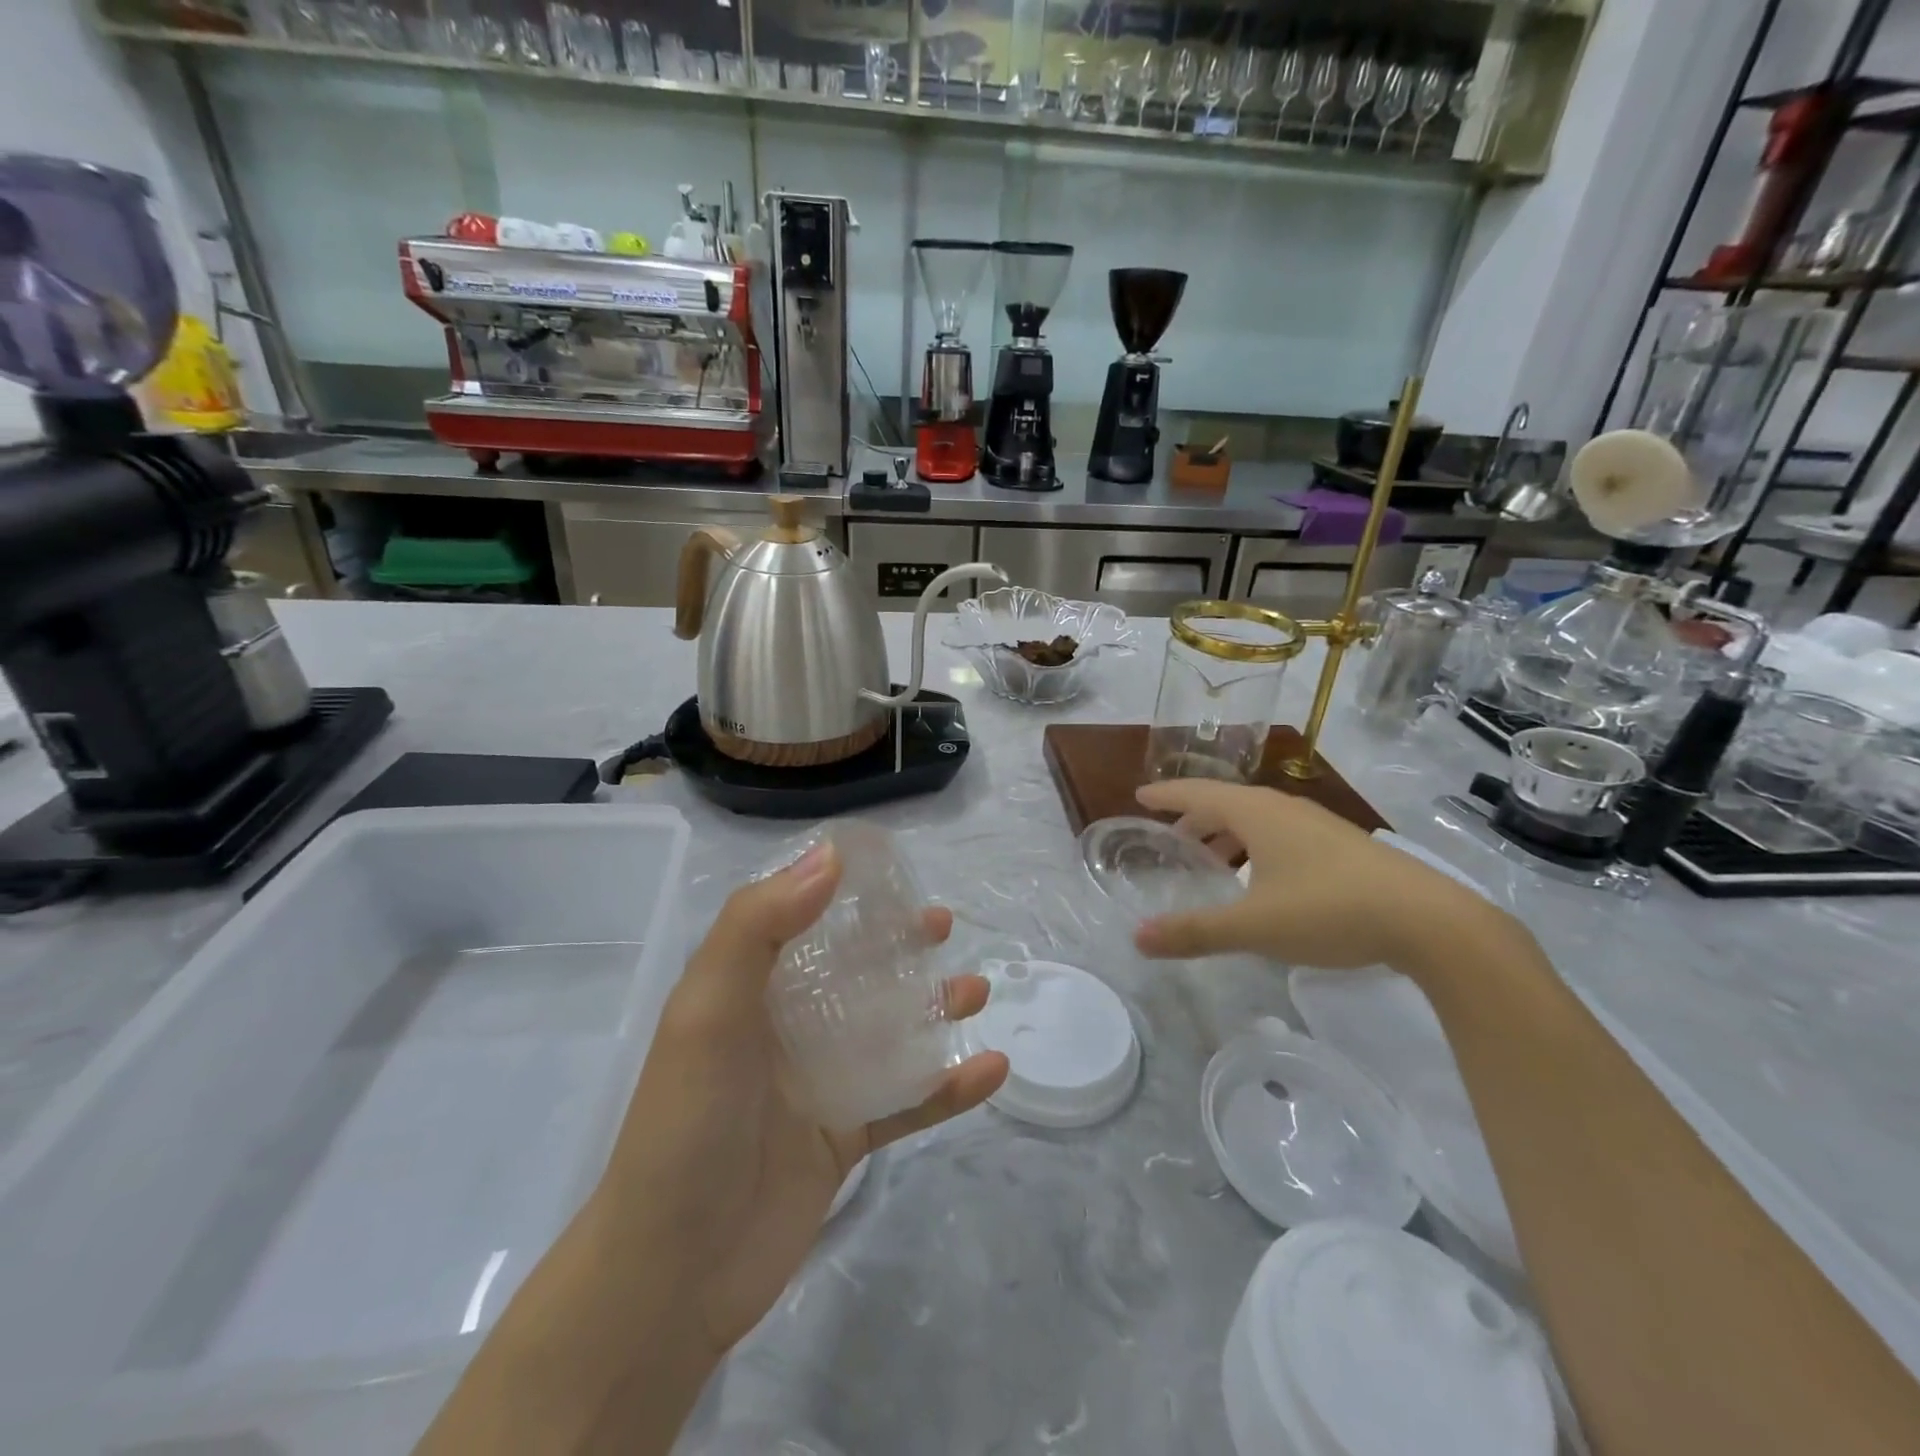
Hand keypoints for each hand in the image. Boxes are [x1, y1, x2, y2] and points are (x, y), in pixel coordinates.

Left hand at [596, 841, 1008, 1361]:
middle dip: (897, 944)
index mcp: (747, 988)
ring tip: (978, 989)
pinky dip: (948, 1085)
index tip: (889, 869)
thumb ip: (760, 927)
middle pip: (852, 969)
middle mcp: (784, 1026)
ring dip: (933, 1008)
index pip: (798, 919)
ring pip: (888, 1030)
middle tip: (941, 925)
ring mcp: (818, 1081)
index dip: (841, 889)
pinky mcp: (844, 1135)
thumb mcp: (709, 1010)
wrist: (672, 1275)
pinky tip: (991, 1068)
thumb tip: (830, 855)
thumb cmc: (688, 1124)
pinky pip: (907, 1101)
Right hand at [1130, 779, 1482, 971]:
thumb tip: (1137, 938)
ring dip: (1227, 833)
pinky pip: (1281, 833)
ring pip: (1257, 819)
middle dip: (1194, 817)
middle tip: (1170, 837)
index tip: (1140, 796)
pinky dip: (1255, 845)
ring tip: (1211, 860)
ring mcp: (1318, 825)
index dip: (1166, 795)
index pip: (1198, 793)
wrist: (1431, 921)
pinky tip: (1263, 879)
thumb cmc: (1330, 911)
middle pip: (1227, 803)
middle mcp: (1284, 809)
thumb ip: (1195, 932)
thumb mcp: (1254, 926)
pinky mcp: (1342, 846)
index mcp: (1257, 814)